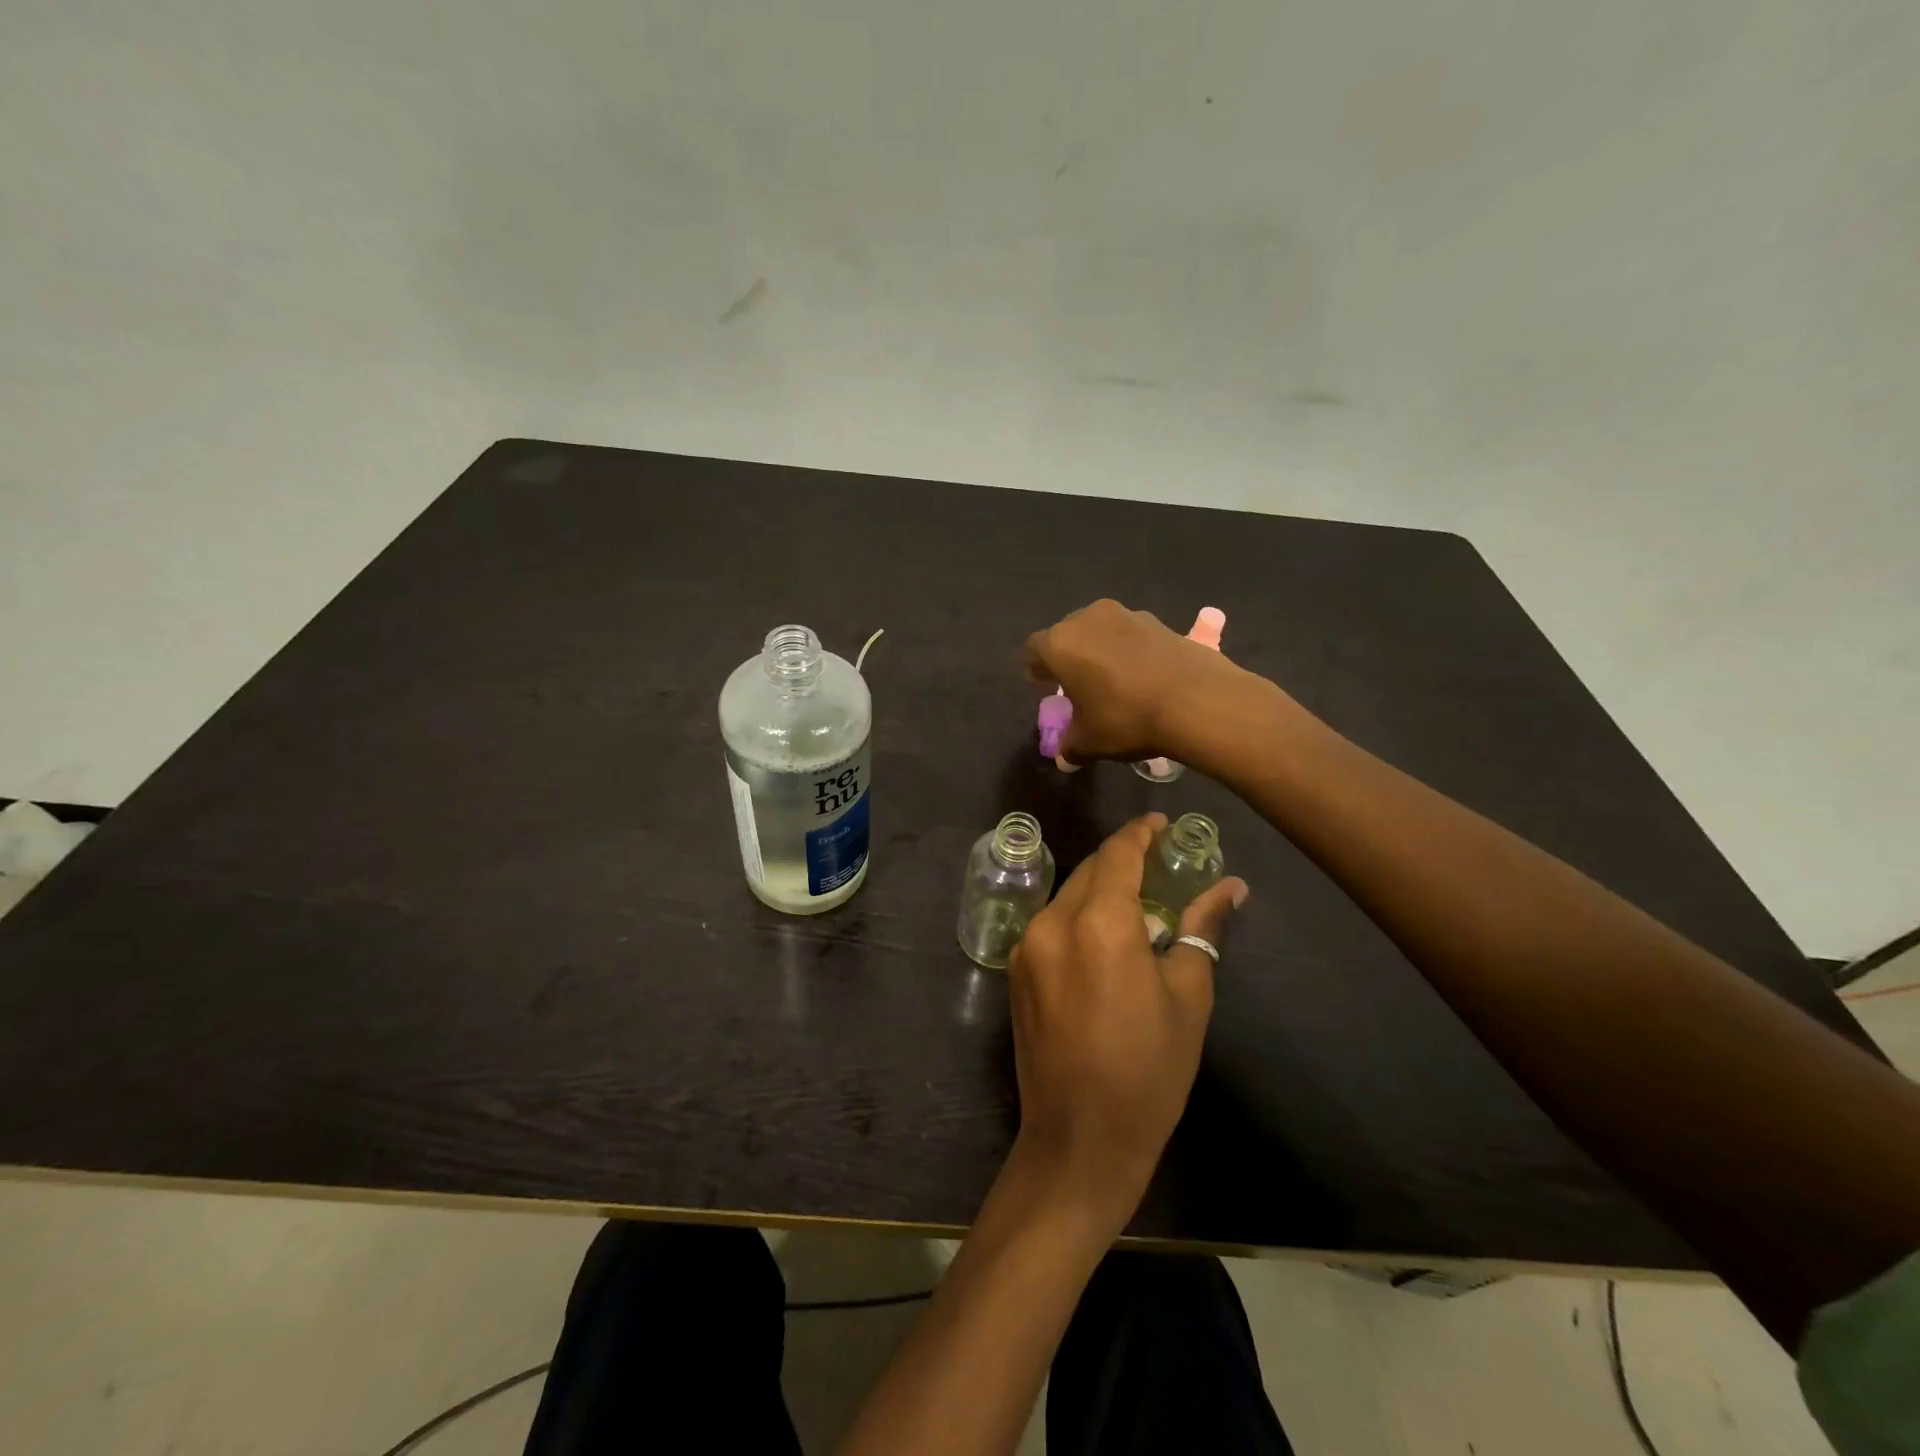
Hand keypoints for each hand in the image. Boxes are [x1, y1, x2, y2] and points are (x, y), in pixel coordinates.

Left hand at [1006, 813, 1248, 1232]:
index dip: (1141, 833)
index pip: (1119, 854)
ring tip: (1139, 901)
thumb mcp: (1188, 997)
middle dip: (1123, 859)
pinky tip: (1106, 937)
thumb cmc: (1148, 1071)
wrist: (1078, 1140)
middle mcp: (1053, 922)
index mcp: (1098, 923)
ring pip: (1068, 896)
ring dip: (1101, 889)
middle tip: (1160, 862)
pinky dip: (1080, 916)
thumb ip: (1203, 929)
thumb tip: (1231, 888)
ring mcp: (1027, 946)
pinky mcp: (1015, 970)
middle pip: (1090, 871)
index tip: (1163, 823)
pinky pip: (1052, 924)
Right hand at [1025, 599, 1244, 765]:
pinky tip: (1142, 676)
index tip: (1045, 687)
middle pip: (1067, 634)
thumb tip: (1065, 758)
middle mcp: (1088, 619)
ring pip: (1100, 630)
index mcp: (1060, 644)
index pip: (1033, 650)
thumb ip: (1070, 746)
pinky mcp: (1159, 620)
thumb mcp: (1090, 742)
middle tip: (1077, 684)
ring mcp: (1126, 614)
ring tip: (1112, 680)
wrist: (1197, 700)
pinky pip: (1130, 634)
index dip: (1036, 669)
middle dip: (1068, 657)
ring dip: (1100, 650)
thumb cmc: (1126, 718)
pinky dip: (1129, 650)